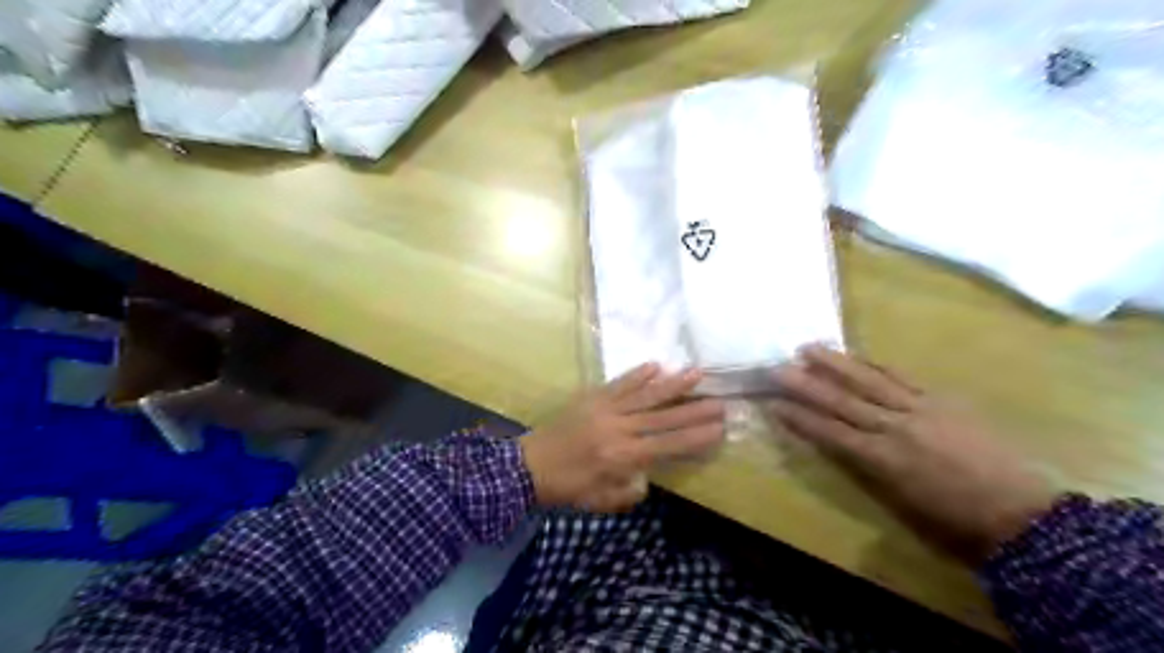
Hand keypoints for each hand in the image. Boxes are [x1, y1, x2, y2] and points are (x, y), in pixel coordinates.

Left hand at [520, 365, 725, 511]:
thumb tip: (648, 477)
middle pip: (663, 418)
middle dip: (694, 410)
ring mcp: (604, 409)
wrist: (527, 467)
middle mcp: (618, 429)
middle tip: (720, 402)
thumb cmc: (566, 488)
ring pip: (645, 394)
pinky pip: (618, 384)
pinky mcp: (591, 398)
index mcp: (622, 457)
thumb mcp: (600, 502)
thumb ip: (629, 492)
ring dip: (672, 384)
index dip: (695, 437)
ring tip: (696, 372)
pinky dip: (637, 374)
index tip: (719, 428)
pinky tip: (655, 365)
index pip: (667, 445)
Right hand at [770, 344, 1062, 563]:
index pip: (830, 432)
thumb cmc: (954, 521)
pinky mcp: (941, 400)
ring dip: (835, 364)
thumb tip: (838, 445)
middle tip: (779, 368)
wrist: (1021, 512)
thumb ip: (866, 469)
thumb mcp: (900, 503)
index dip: (799, 418)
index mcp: (883, 460)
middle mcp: (894, 428)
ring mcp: (919, 409)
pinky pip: (900, 378)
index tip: (773, 404)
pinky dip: (874, 365)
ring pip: (868, 381)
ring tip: (809, 348)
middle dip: (806, 384)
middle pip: (842, 401)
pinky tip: (857, 357)